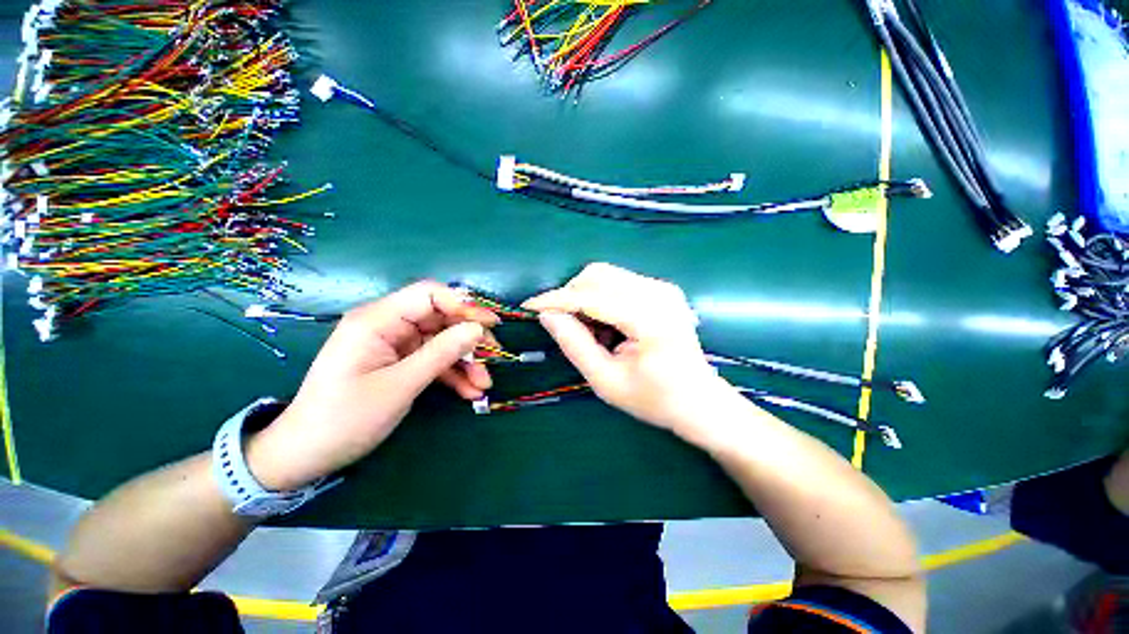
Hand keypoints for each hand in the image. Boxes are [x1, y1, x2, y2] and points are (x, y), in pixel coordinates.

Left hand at [246, 281, 498, 489]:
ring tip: (483, 384)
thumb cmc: (345, 418)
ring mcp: (395, 344)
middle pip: (441, 318)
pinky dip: (453, 373)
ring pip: (442, 341)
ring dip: (466, 361)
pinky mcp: (400, 361)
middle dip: (469, 339)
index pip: (429, 294)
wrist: (307, 454)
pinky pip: (434, 359)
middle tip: (494, 358)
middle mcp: (388, 325)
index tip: (490, 325)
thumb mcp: (399, 385)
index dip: (463, 305)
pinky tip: (469, 391)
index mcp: (378, 320)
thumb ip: (441, 353)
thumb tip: (477, 329)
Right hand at [523, 263, 732, 437]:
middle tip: (565, 326)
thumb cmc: (654, 399)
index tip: (529, 306)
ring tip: (592, 332)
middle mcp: (658, 293)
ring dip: (586, 297)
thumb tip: (547, 315)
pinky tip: (608, 326)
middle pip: (598, 275)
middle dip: (571, 296)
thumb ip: (575, 345)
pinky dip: (602, 298)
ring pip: (606, 275)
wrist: (699, 400)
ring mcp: (663, 287)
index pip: (591, 297)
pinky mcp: (662, 289)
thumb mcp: (606, 381)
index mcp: (649, 318)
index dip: (556, 300)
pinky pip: (618, 282)